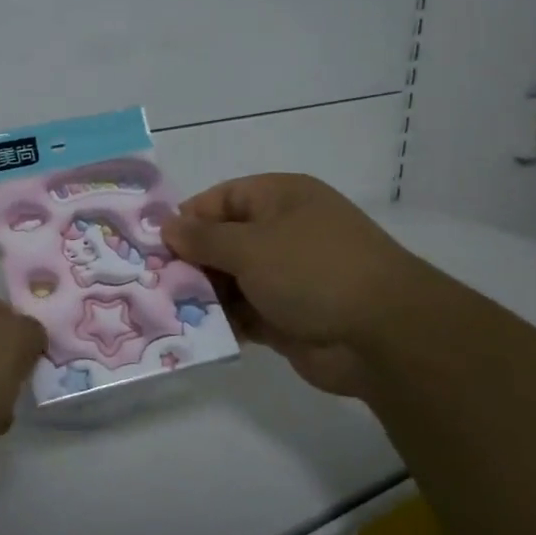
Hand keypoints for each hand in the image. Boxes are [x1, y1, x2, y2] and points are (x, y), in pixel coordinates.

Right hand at [163, 174, 426, 396]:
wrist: (382, 335)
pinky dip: (223, 322)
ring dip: (203, 295)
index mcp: (280, 199)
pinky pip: (244, 313)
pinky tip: (194, 333)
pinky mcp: (288, 317)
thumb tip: (168, 226)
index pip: (221, 199)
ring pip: (231, 280)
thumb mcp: (250, 246)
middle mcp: (283, 233)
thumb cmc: (312, 270)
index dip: (188, 219)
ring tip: (166, 310)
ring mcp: (287, 277)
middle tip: (152, 282)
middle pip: (223, 241)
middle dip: (190, 262)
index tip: (154, 244)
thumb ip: (203, 238)